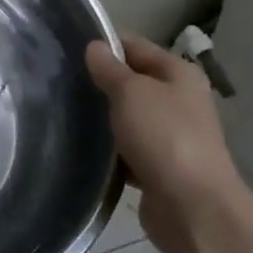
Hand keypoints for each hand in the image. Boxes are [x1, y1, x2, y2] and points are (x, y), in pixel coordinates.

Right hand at [85, 35, 244, 252]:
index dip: (104, 44)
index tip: (68, 46)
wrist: (192, 208)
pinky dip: (110, 150)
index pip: (136, 46)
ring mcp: (172, 136)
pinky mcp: (160, 168)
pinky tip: (83, 149)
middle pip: (133, 82)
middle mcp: (180, 101)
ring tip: (64, 112)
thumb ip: (110, 69)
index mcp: (179, 73)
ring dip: (104, 118)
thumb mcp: (130, 92)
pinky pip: (129, 149)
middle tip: (60, 80)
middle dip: (101, 82)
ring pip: (129, 117)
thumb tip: (94, 47)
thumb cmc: (163, 136)